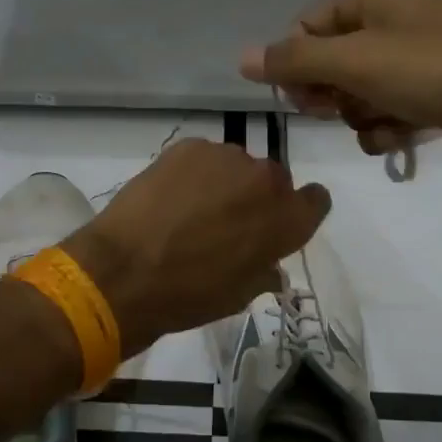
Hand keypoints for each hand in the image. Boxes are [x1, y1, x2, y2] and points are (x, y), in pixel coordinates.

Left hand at [64, 139, 330, 351]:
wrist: (125, 272)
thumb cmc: (190, 295)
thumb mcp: (239, 295)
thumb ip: (264, 271)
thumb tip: (270, 267)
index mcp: (288, 219)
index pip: (316, 200)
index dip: (298, 211)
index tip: (278, 224)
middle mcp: (267, 180)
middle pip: (274, 181)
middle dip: (257, 198)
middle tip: (227, 223)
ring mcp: (228, 157)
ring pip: (237, 166)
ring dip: (225, 183)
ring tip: (192, 210)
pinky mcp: (190, 146)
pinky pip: (204, 158)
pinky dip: (194, 173)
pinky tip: (171, 197)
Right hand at [240, 0, 441, 175]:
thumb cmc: (434, 72)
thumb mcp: (355, 62)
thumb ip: (294, 60)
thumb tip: (240, 57)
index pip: (306, 28)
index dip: (297, 68)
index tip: (305, 100)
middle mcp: (393, 18)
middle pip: (332, 62)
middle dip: (334, 95)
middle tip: (345, 111)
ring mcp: (419, 55)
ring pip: (361, 92)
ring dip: (362, 117)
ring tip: (386, 126)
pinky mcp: (440, 90)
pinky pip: (393, 109)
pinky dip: (391, 127)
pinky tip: (404, 138)